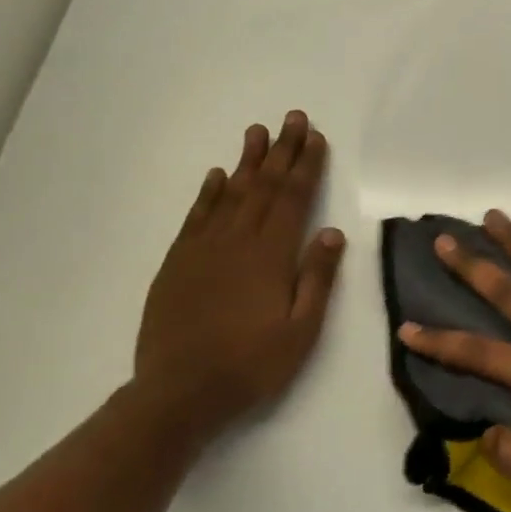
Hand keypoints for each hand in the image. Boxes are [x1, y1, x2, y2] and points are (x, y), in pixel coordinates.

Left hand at [134, 112, 344, 440]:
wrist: (178, 394)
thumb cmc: (251, 364)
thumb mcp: (301, 330)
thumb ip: (316, 278)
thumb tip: (332, 232)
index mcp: (270, 255)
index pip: (293, 198)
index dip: (306, 165)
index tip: (315, 137)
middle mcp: (237, 241)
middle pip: (264, 186)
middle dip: (281, 150)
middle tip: (292, 117)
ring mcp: (203, 249)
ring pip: (230, 194)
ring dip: (247, 161)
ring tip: (257, 131)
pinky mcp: (178, 263)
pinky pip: (196, 217)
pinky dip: (209, 193)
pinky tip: (217, 176)